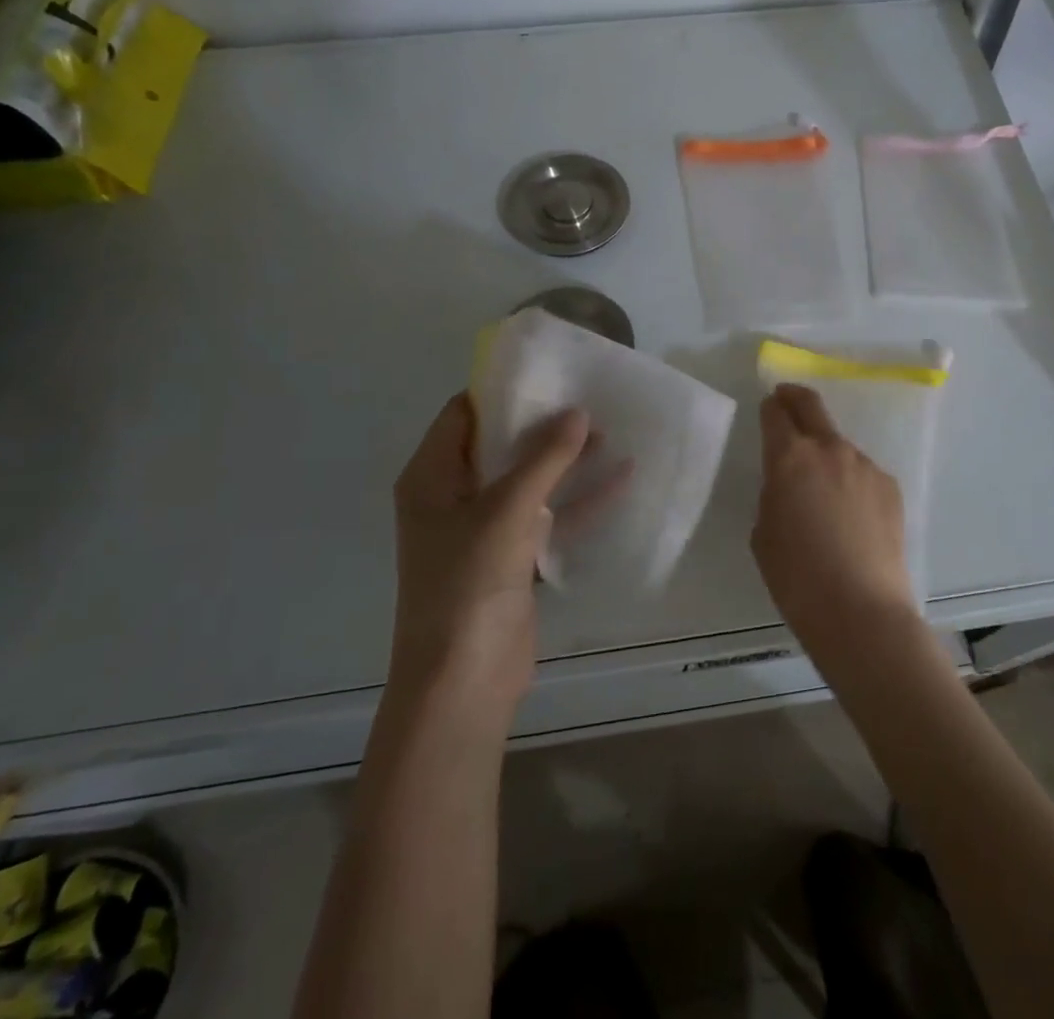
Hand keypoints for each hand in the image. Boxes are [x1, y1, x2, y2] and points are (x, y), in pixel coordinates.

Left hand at [388, 395, 624, 715]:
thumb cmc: (468, 584)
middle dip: (543, 422)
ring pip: (529, 480)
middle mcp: (453, 498)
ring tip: (612, 428)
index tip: (547, 371)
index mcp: (431, 478)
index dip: (502, 391)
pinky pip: (548, 516)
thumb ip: (544, 459)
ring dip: (567, 459)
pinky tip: (622, 478)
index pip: (463, 415)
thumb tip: (578, 412)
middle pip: (500, 445)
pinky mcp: (513, 558)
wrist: (463, 683)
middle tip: (588, 395)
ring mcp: (484, 530)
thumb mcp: (507, 511)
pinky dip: (579, 499)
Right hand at [752, 385, 919, 662]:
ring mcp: (865, 465)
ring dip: (825, 453)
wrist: (861, 611)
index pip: (775, 414)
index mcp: (790, 457)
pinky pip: (861, 473)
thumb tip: (789, 486)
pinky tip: (850, 517)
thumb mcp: (764, 533)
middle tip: (786, 400)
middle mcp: (829, 449)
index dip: (769, 408)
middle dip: (795, 398)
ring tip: (822, 490)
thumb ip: (774, 495)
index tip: (767, 408)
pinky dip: (851, 482)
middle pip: (811, 406)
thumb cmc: (797, 577)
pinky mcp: (889, 487)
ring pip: (839, 445)